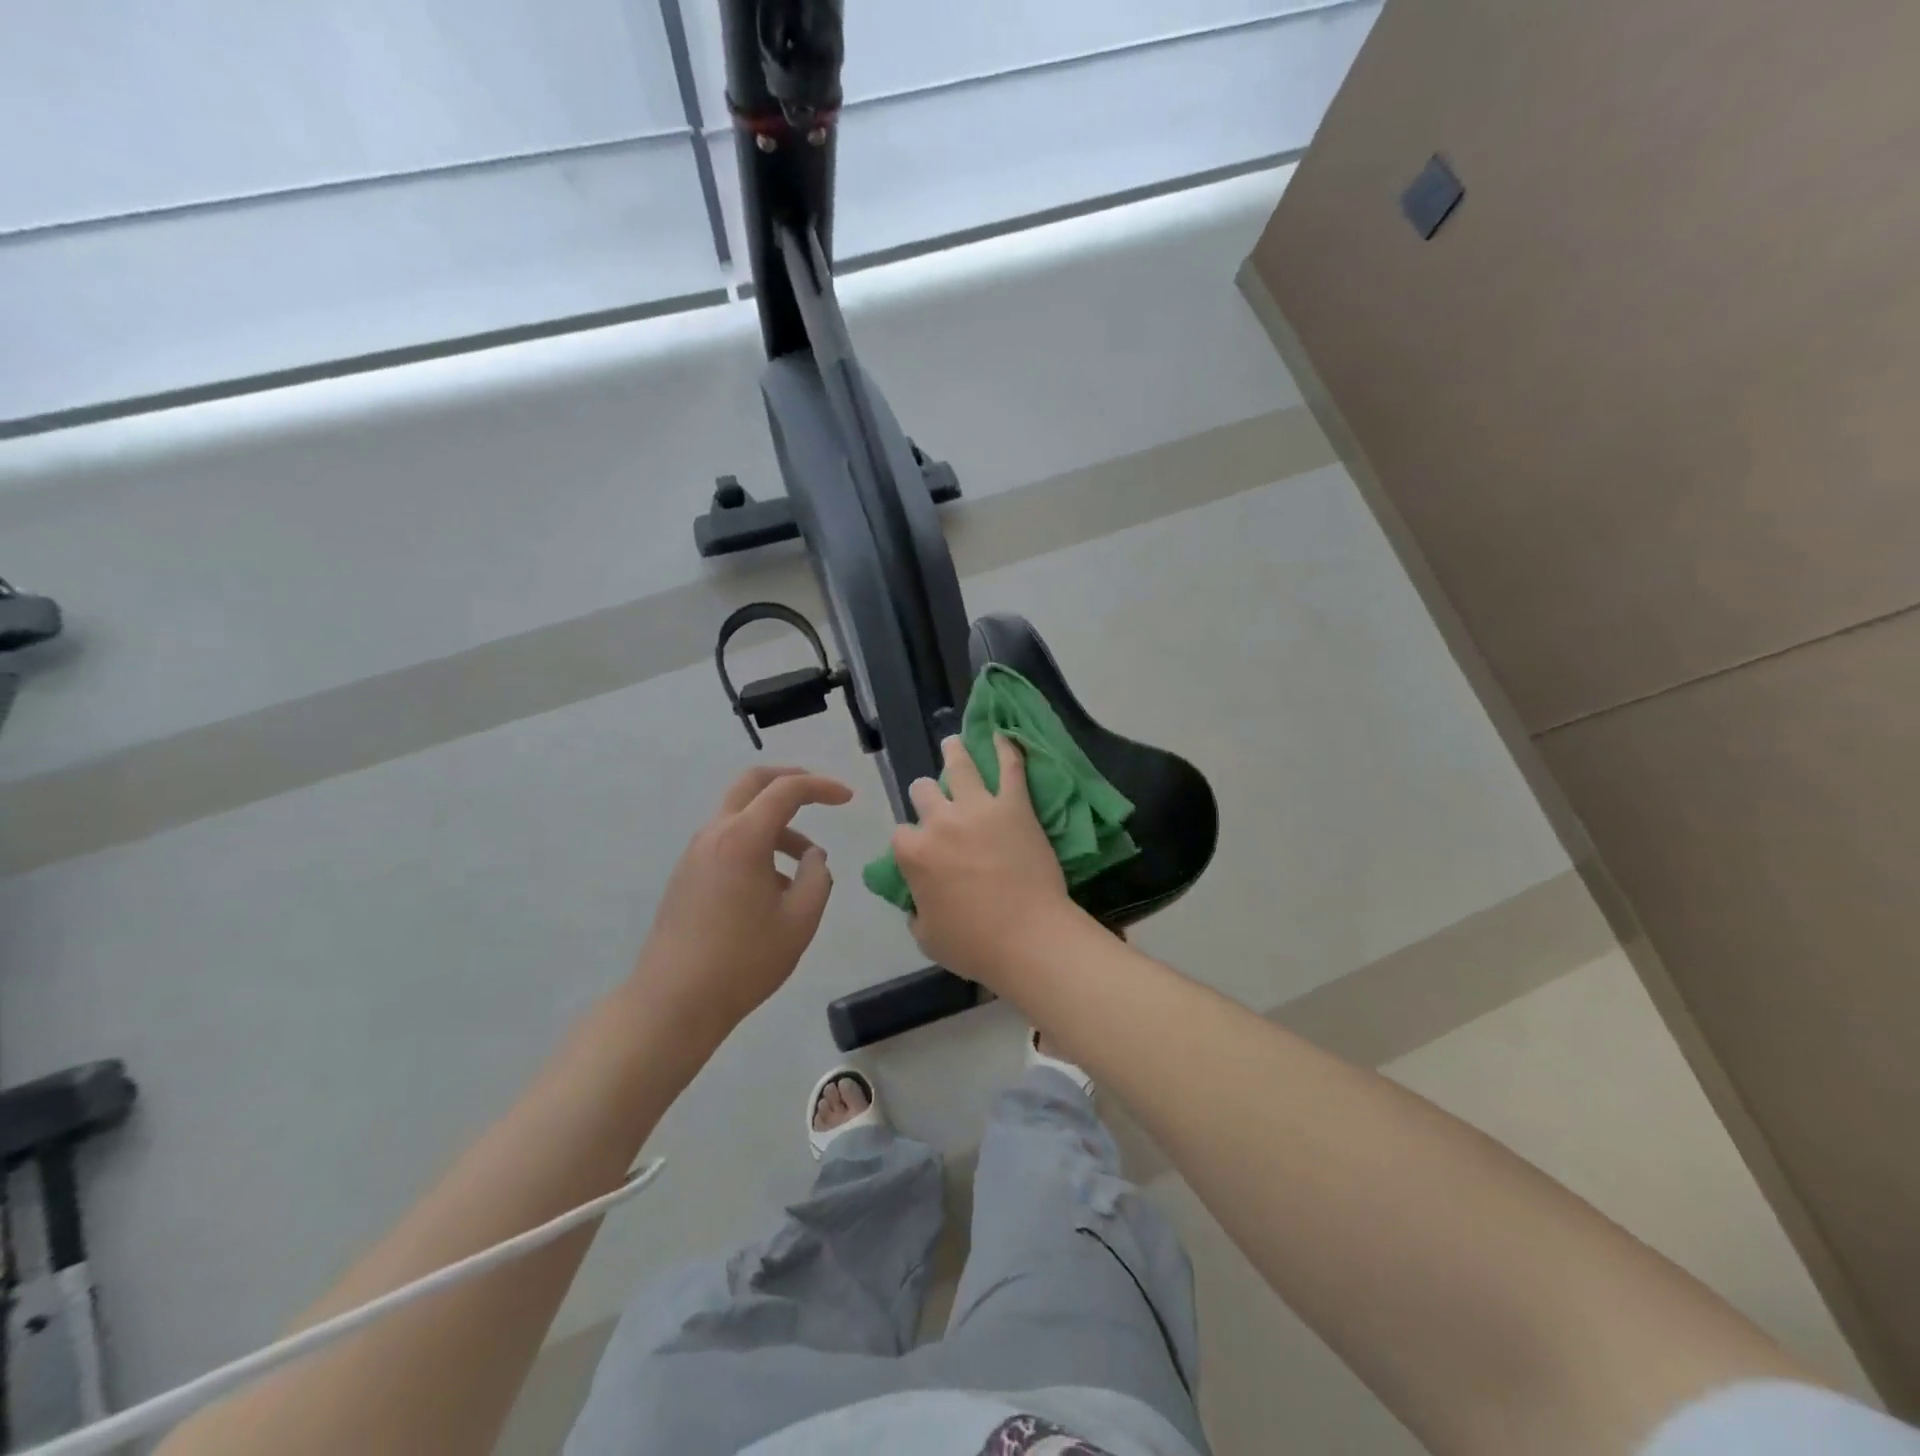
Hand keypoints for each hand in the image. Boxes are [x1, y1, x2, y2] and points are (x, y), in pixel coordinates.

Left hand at [637, 766, 853, 1032]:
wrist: (674, 1002)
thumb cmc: (744, 961)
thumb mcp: (800, 920)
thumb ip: (817, 878)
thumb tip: (813, 857)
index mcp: (743, 838)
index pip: (786, 790)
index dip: (821, 787)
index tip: (848, 799)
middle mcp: (714, 834)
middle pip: (752, 784)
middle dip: (790, 781)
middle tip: (821, 795)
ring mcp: (695, 854)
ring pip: (741, 816)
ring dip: (776, 825)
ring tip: (805, 866)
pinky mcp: (686, 875)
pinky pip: (727, 842)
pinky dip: (756, 846)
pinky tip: (773, 888)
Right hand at [890, 735, 1080, 989]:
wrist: (1027, 938)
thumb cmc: (974, 945)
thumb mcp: (927, 937)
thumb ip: (916, 911)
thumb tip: (917, 902)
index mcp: (914, 854)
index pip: (901, 834)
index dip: (910, 841)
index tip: (920, 850)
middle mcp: (940, 822)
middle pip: (923, 792)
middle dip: (925, 794)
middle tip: (935, 797)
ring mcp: (978, 809)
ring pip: (959, 767)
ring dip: (954, 752)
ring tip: (953, 743)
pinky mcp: (1014, 806)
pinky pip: (1010, 768)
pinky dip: (1006, 749)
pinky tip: (1002, 735)